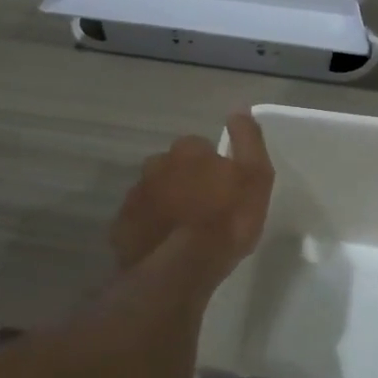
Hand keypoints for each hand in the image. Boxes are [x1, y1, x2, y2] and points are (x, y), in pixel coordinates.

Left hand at [109, 111, 274, 278]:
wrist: (182, 267)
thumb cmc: (226, 220)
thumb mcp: (255, 177)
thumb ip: (248, 140)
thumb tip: (239, 110)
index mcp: (187, 151)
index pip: (200, 147)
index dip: (213, 167)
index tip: (223, 189)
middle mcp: (155, 165)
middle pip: (173, 168)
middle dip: (185, 182)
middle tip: (204, 211)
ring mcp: (135, 196)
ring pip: (154, 193)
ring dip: (167, 204)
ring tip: (184, 231)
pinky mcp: (122, 226)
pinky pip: (139, 220)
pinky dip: (150, 227)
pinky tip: (165, 246)